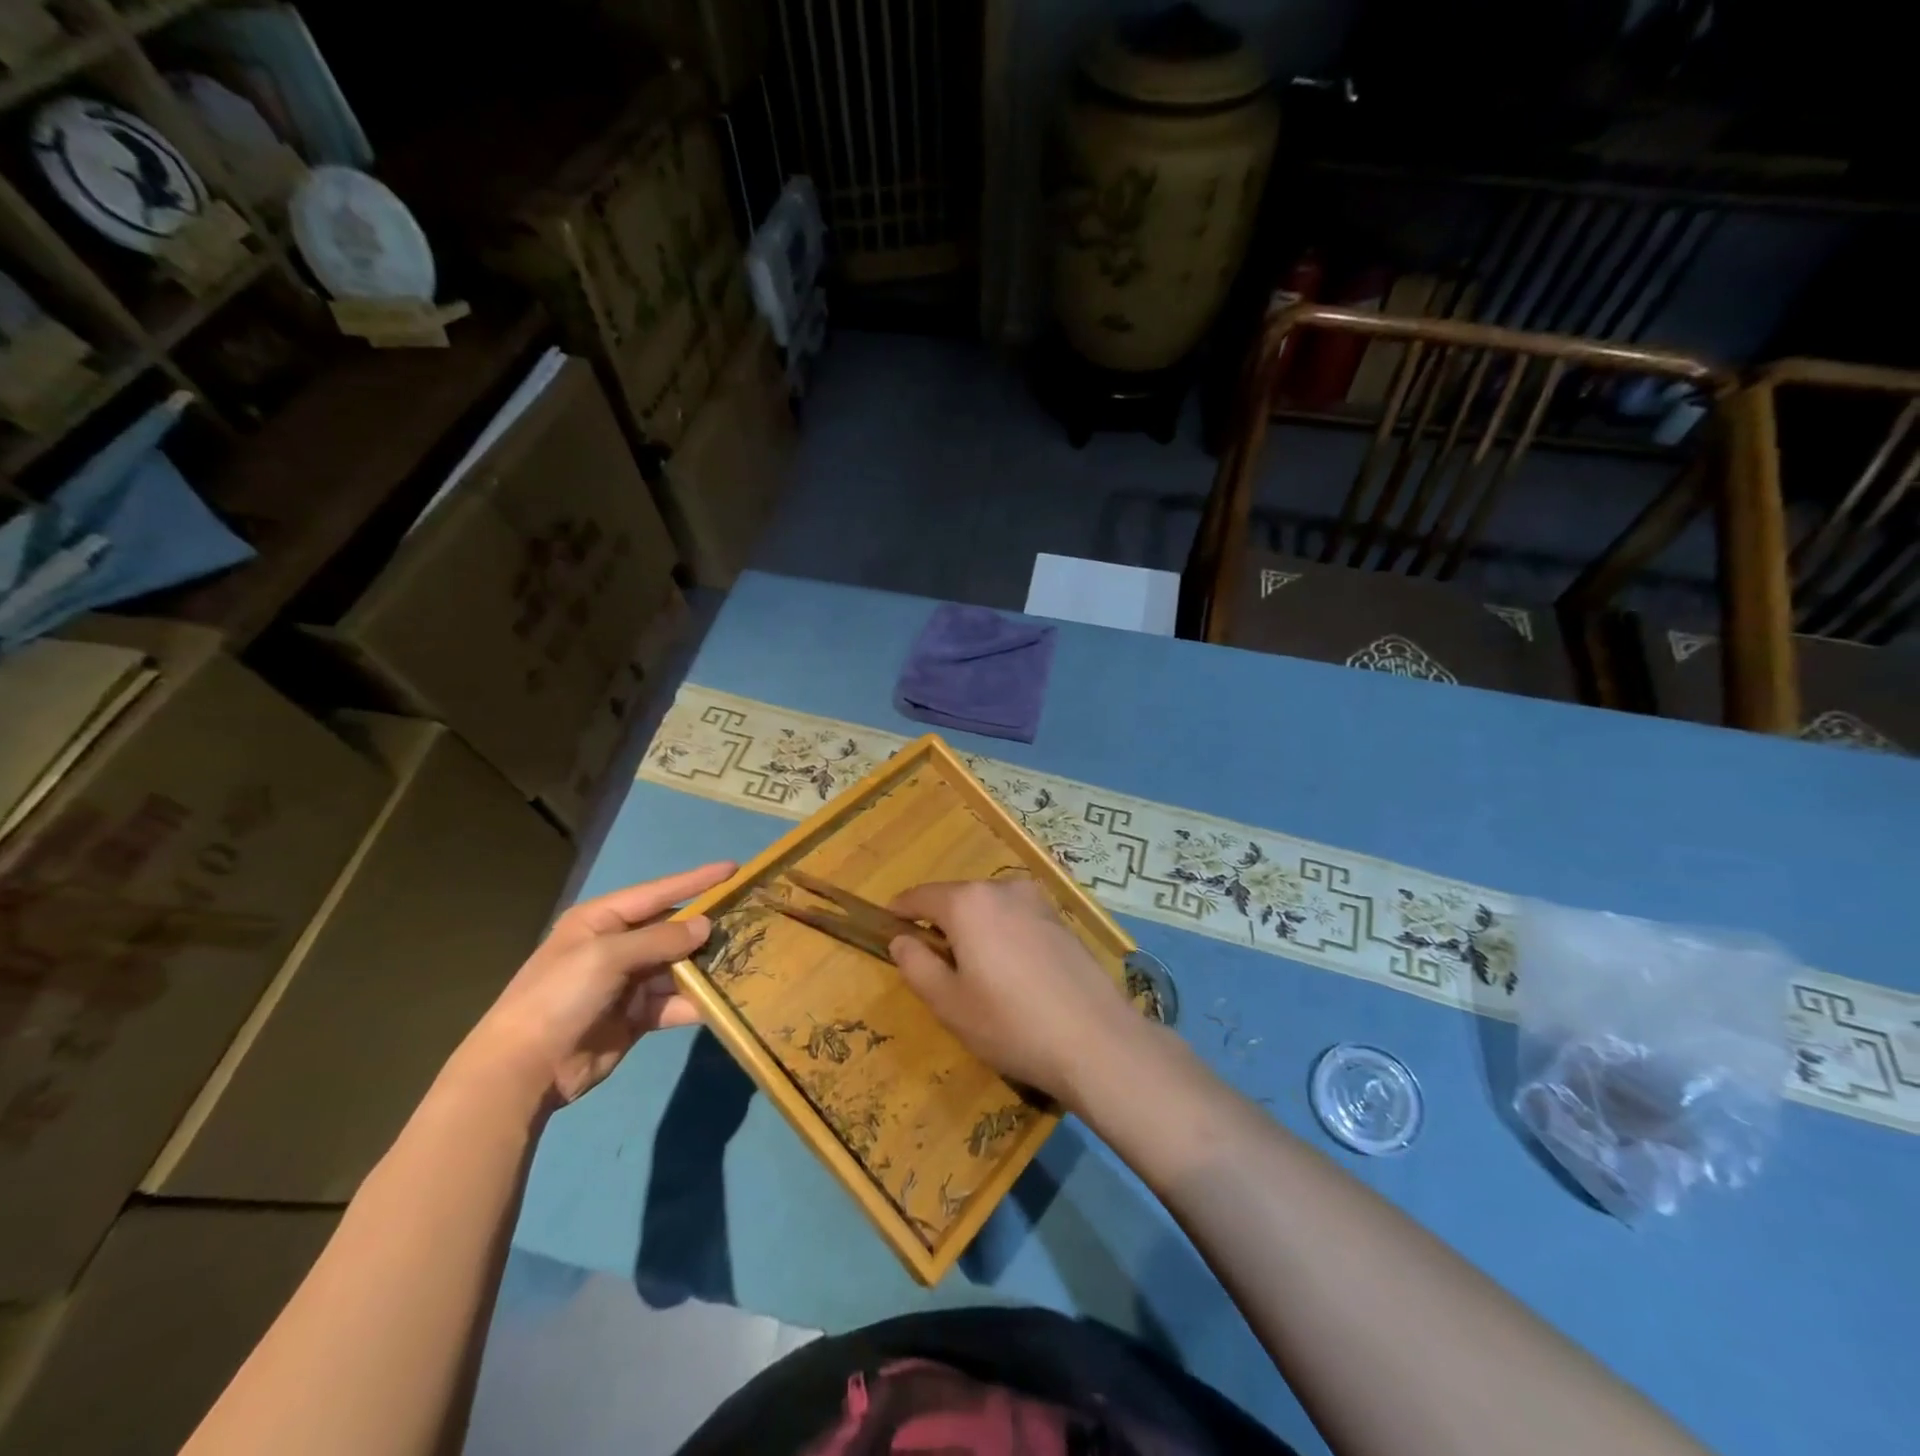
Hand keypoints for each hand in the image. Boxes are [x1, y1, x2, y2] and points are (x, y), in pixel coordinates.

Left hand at [454, 862, 734, 1104]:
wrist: (523, 1070)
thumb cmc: (559, 997)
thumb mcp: (607, 957)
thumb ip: (660, 939)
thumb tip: (706, 926)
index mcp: (601, 920)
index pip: (658, 892)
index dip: (696, 880)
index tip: (734, 869)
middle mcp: (617, 946)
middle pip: (672, 930)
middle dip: (706, 928)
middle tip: (749, 920)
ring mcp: (627, 983)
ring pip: (678, 967)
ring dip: (706, 967)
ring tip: (745, 960)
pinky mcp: (637, 1016)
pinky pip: (674, 1002)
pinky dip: (695, 1002)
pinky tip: (723, 1000)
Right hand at [887, 877, 1143, 1103]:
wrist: (1095, 1039)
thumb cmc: (1011, 1024)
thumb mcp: (949, 1003)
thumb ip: (917, 965)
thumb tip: (901, 940)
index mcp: (969, 903)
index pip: (922, 896)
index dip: (901, 910)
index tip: (888, 923)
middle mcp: (1002, 890)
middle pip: (958, 898)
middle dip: (940, 921)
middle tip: (930, 957)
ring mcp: (1037, 901)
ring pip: (990, 906)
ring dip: (973, 926)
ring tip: (971, 967)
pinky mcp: (1061, 920)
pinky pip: (1016, 917)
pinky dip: (1002, 932)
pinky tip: (1010, 969)